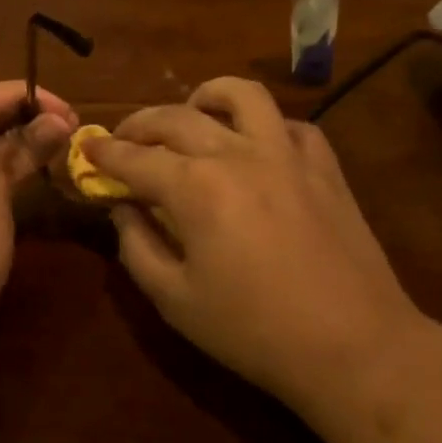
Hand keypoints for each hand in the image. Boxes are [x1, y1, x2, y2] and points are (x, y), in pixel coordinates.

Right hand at [86, 77, 421, 412]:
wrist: (354, 346)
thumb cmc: (254, 332)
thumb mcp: (176, 301)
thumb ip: (137, 247)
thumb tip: (122, 208)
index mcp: (196, 188)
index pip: (136, 158)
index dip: (105, 152)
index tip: (87, 147)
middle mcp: (237, 154)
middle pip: (177, 118)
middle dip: (141, 124)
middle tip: (125, 138)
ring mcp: (286, 153)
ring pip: (242, 95)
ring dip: (207, 96)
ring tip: (194, 112)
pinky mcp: (324, 165)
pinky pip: (291, 124)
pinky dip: (265, 126)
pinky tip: (257, 147)